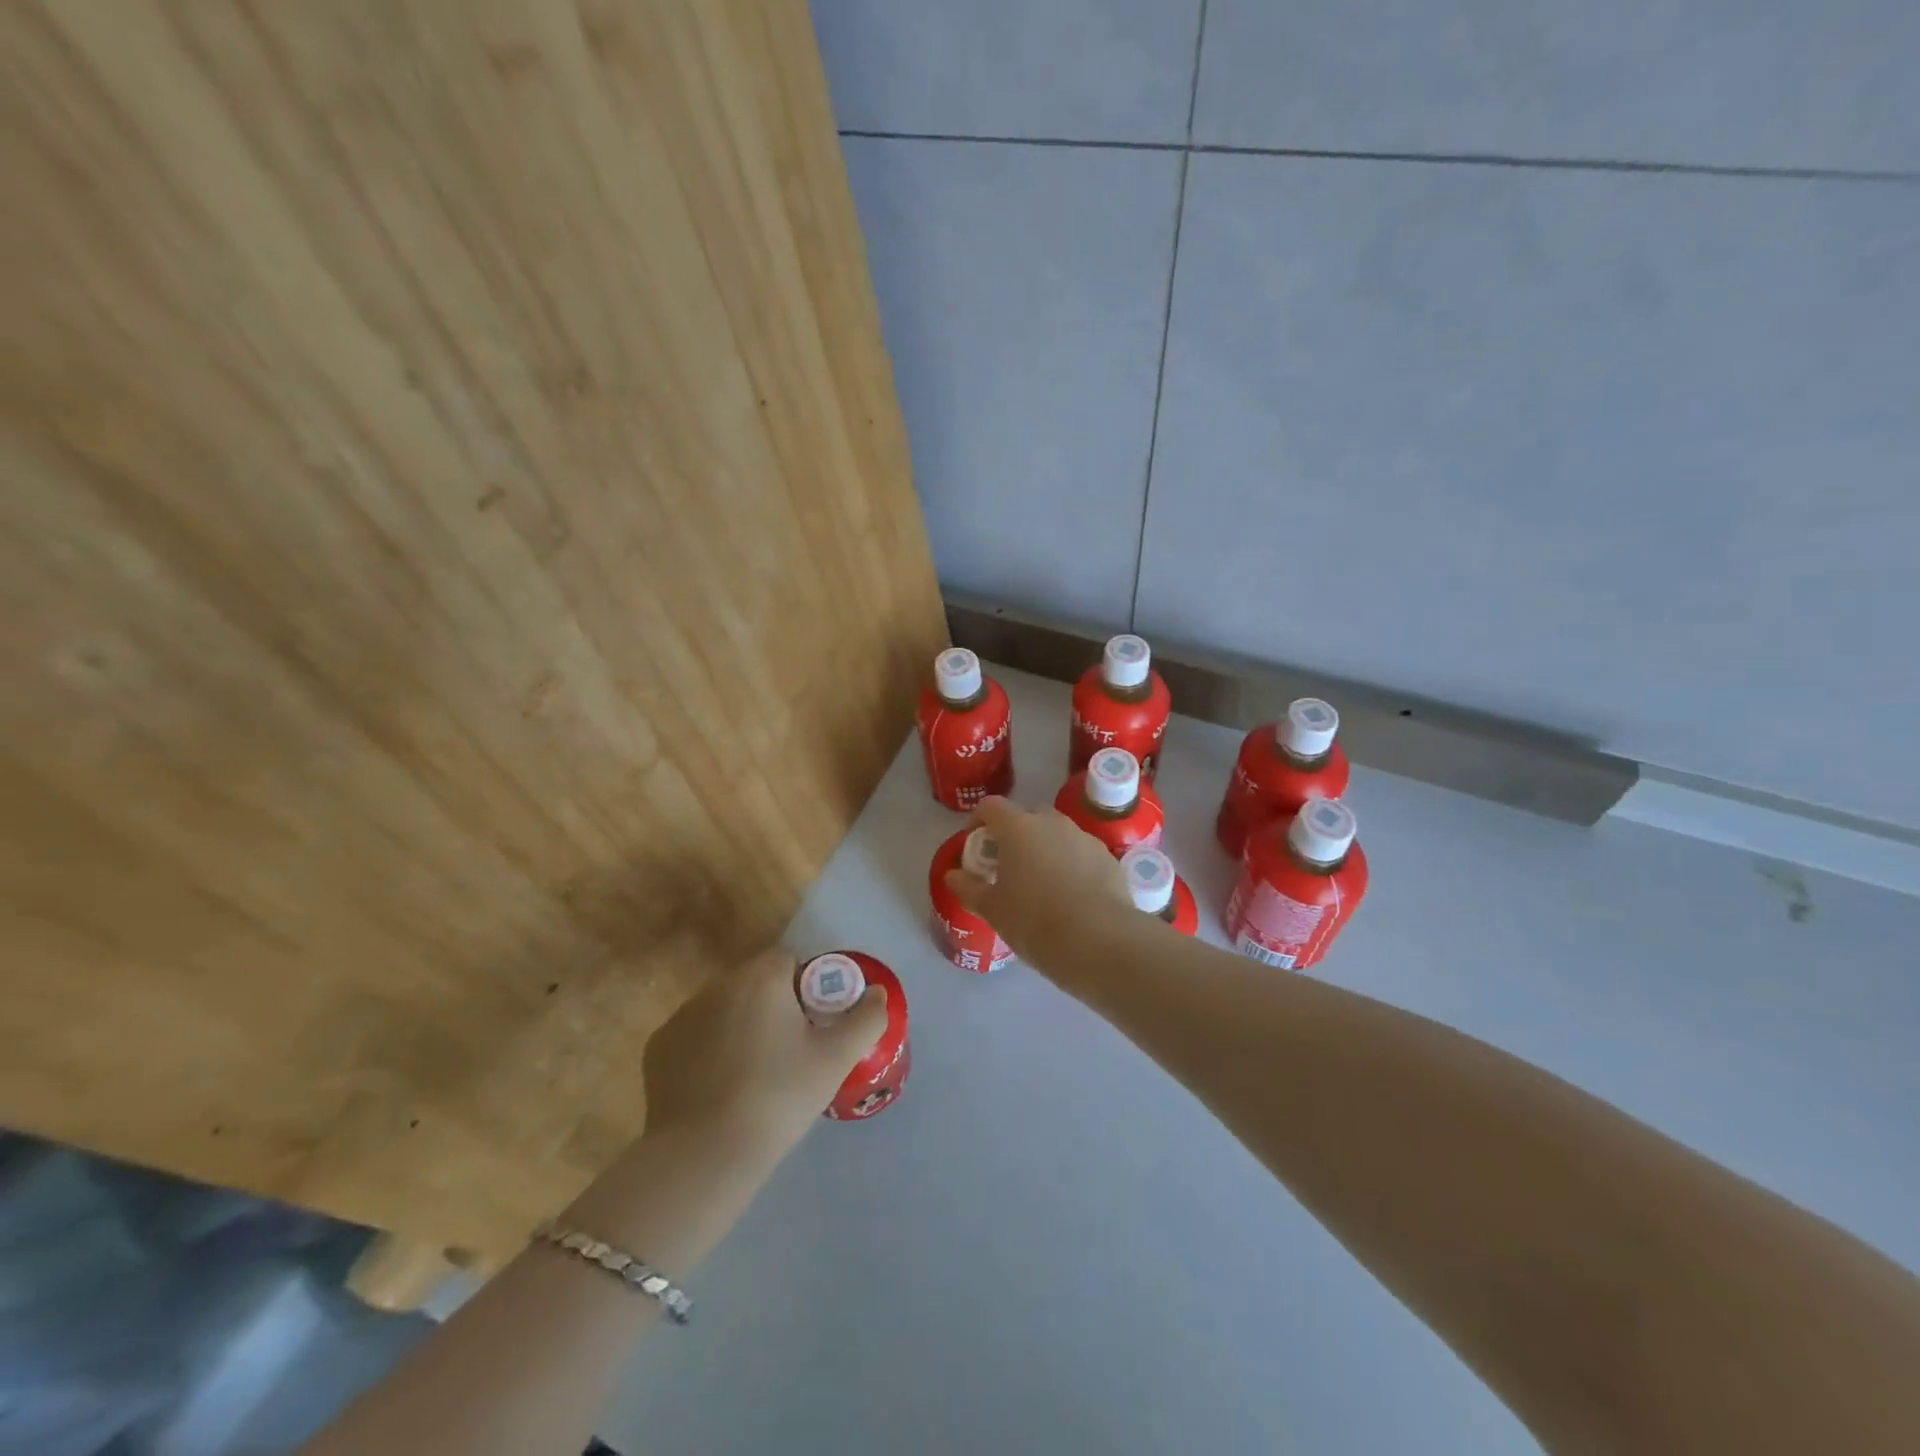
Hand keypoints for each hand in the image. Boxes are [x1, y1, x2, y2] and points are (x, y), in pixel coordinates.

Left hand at [642, 946, 887, 1151]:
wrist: (705, 1155)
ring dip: (740, 1024)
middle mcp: (719, 983)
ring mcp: (683, 1014)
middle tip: (789, 1052)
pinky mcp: (659, 1046)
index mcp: (762, 977)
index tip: (813, 1025)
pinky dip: (708, 1049)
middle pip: (756, 982)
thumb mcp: (836, 1060)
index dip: (806, 987)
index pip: (789, 960)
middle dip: (773, 1005)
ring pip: (724, 1007)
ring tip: (753, 1074)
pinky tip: (719, 1087)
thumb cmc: (778, 1097)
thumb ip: (866, 1018)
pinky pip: (695, 1035)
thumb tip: (878, 992)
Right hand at [944, 796, 1131, 972]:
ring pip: (1057, 834)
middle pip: (1027, 816)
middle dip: (1014, 835)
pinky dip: (1071, 865)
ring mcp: (1084, 838)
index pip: (991, 807)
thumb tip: (953, 875)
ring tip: (1040, 884)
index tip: (974, 846)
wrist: (1100, 941)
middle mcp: (1052, 823)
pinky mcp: (1108, 858)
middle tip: (1007, 866)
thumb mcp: (992, 910)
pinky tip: (1070, 897)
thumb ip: (969, 888)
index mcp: (1018, 828)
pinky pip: (1081, 853)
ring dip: (1045, 849)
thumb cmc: (1035, 921)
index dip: (977, 821)